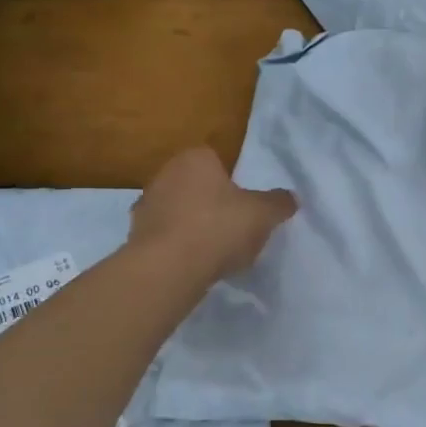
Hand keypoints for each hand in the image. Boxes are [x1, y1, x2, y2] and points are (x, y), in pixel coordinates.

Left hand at [127, 147, 296, 280]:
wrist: (169, 268)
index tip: (245, 203)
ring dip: (193, 225)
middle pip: (196, 185)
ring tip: (215, 250)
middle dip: (212, 202)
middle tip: (234, 225)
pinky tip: (195, 264)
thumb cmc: (219, 227)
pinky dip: (179, 246)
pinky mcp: (135, 236)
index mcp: (195, 158)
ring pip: (179, 211)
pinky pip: (166, 236)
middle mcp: (165, 174)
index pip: (216, 160)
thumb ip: (279, 203)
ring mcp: (145, 206)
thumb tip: (290, 198)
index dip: (232, 181)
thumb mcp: (264, 214)